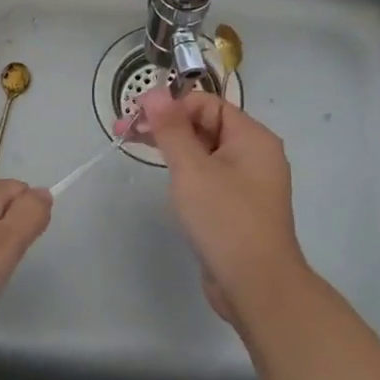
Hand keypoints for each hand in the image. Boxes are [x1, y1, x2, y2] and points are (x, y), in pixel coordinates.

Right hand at [129, 89, 309, 325]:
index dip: (170, 105)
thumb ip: (171, 129)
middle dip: (164, 124)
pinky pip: (207, 175)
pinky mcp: (236, 206)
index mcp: (252, 138)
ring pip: (203, 150)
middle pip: (204, 124)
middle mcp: (254, 154)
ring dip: (170, 145)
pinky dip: (184, 169)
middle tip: (122, 130)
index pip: (206, 104)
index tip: (134, 115)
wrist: (257, 287)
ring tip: (130, 145)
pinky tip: (163, 175)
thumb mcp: (192, 170)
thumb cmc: (225, 220)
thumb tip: (155, 92)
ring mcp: (246, 182)